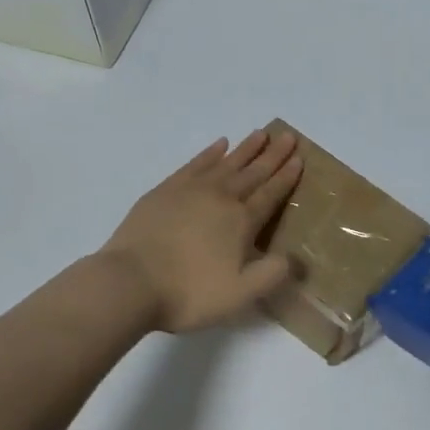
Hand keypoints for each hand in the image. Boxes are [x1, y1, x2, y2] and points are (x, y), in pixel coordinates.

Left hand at [101, 129, 303, 332]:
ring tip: (260, 134)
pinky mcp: (165, 191)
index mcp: (241, 221)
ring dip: (245, 149)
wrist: (130, 282)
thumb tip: (295, 258)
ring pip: (226, 163)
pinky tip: (219, 145)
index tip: (299, 158)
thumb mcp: (240, 295)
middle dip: (272, 155)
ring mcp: (190, 191)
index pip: (270, 194)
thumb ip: (271, 275)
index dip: (286, 177)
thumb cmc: (188, 292)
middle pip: (252, 172)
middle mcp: (220, 198)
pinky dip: (209, 153)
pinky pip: (195, 164)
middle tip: (287, 136)